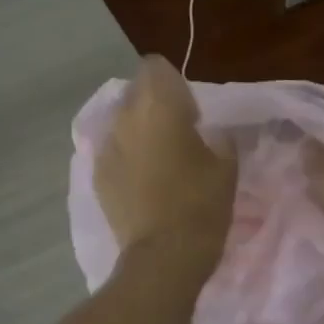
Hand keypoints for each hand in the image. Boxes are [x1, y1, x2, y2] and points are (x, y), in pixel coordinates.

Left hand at [95, 57, 235, 283]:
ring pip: (121, 122)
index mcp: (159, 106)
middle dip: (153, 104)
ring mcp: (106, 146)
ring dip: (137, 131)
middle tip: (176, 133)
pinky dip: (125, 157)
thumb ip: (217, 136)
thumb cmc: (201, 205)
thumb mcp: (226, 165)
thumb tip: (210, 131)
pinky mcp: (97, 174)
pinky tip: (142, 182)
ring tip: (158, 160)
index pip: (154, 67)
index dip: (172, 83)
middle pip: (135, 92)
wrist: (163, 256)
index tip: (189, 110)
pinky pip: (112, 151)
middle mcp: (126, 117)